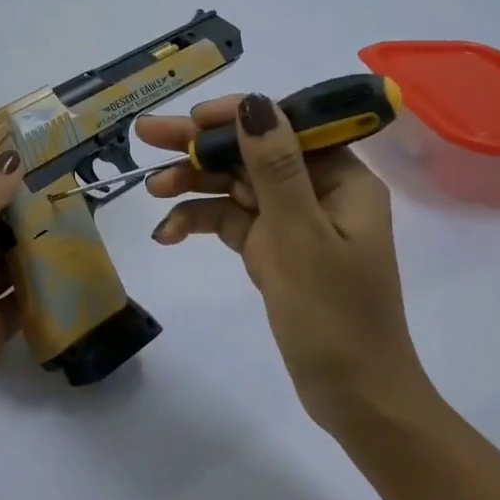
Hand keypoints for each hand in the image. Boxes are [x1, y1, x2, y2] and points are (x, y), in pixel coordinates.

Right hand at [136, 94, 427, 429]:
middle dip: (202, 148)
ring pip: (238, 188)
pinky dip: (202, 223)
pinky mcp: (274, 251)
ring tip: (151, 190)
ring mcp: (294, 223)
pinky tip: (168, 233)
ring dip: (195, 187)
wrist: (354, 395)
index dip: (238, 116)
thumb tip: (256, 104)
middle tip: (146, 136)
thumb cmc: (334, 315)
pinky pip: (234, 223)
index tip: (192, 119)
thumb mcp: (300, 236)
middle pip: (254, 154)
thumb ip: (275, 168)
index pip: (287, 127)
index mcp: (343, 180)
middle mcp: (319, 192)